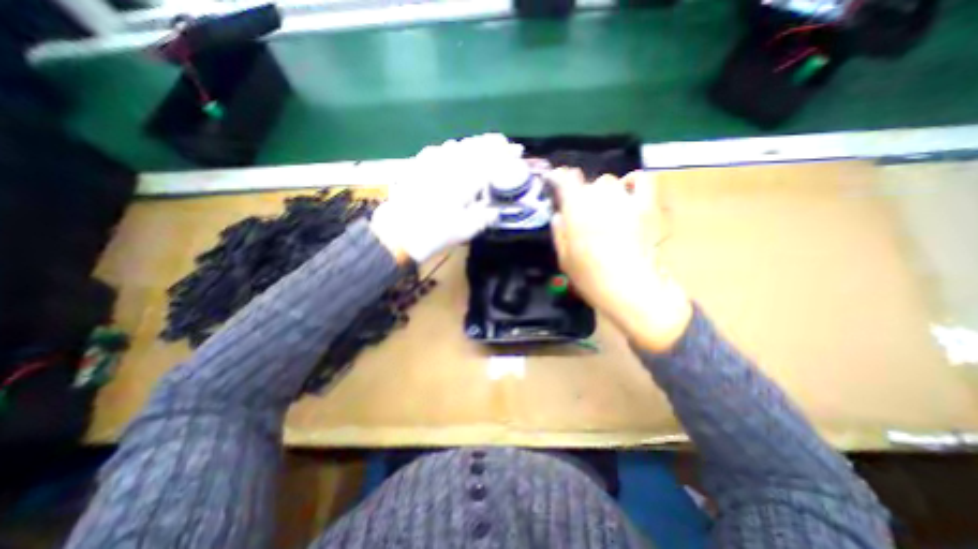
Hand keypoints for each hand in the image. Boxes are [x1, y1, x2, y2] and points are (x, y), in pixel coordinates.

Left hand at [371, 133, 522, 262]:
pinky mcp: (416, 167)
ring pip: (455, 146)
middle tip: (502, 141)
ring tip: (482, 144)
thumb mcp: (465, 231)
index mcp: (463, 182)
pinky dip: (450, 148)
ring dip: (471, 143)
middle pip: (472, 148)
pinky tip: (452, 150)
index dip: (505, 155)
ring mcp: (430, 165)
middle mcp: (448, 167)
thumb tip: (496, 211)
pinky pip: (436, 151)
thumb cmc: (434, 234)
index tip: (517, 150)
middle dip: (489, 142)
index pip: (489, 162)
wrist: (397, 234)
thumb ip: (484, 217)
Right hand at [548, 168, 690, 351]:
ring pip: (610, 182)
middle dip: (584, 195)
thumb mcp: (564, 257)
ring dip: (604, 193)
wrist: (629, 286)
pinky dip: (632, 183)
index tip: (556, 181)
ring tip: (606, 210)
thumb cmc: (590, 276)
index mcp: (575, 209)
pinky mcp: (646, 205)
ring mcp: (624, 199)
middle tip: (585, 214)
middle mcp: (598, 197)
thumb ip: (559, 232)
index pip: (565, 180)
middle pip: (588, 184)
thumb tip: (558, 215)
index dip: (560, 177)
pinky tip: (628, 194)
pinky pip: (641, 180)